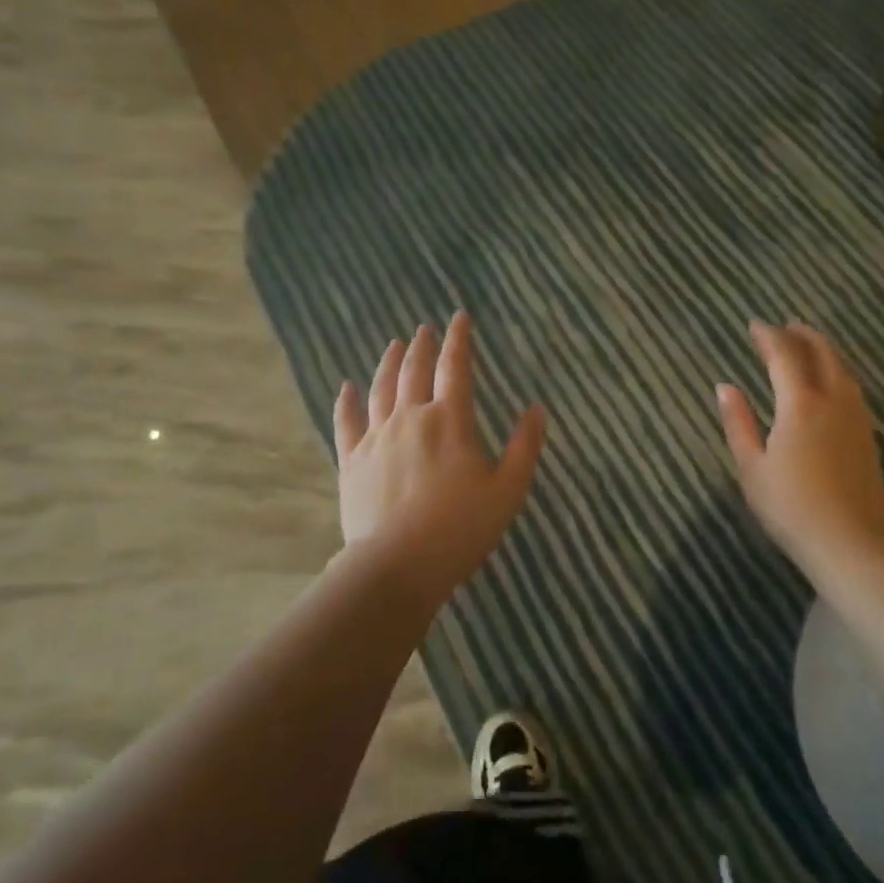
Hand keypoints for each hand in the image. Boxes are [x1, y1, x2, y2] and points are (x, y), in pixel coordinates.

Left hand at [334, 311, 545, 606]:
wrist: (397, 566)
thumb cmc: (460, 529)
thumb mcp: (508, 490)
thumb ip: (525, 446)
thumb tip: (537, 408)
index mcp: (450, 421)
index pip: (456, 367)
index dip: (459, 339)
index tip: (460, 317)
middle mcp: (410, 418)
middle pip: (414, 371)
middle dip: (422, 346)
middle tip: (425, 328)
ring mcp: (376, 438)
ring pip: (381, 388)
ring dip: (388, 362)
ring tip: (393, 344)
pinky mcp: (351, 461)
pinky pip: (346, 421)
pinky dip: (346, 401)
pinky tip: (346, 387)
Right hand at [717, 321, 883, 582]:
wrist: (849, 542)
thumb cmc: (789, 506)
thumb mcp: (750, 466)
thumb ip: (738, 422)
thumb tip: (725, 386)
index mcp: (800, 404)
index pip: (784, 356)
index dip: (768, 337)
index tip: (754, 325)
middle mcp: (832, 402)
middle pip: (822, 355)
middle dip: (803, 336)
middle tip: (787, 325)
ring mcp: (856, 419)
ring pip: (843, 371)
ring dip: (825, 351)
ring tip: (811, 345)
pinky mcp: (869, 437)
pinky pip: (853, 390)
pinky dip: (838, 373)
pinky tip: (832, 384)